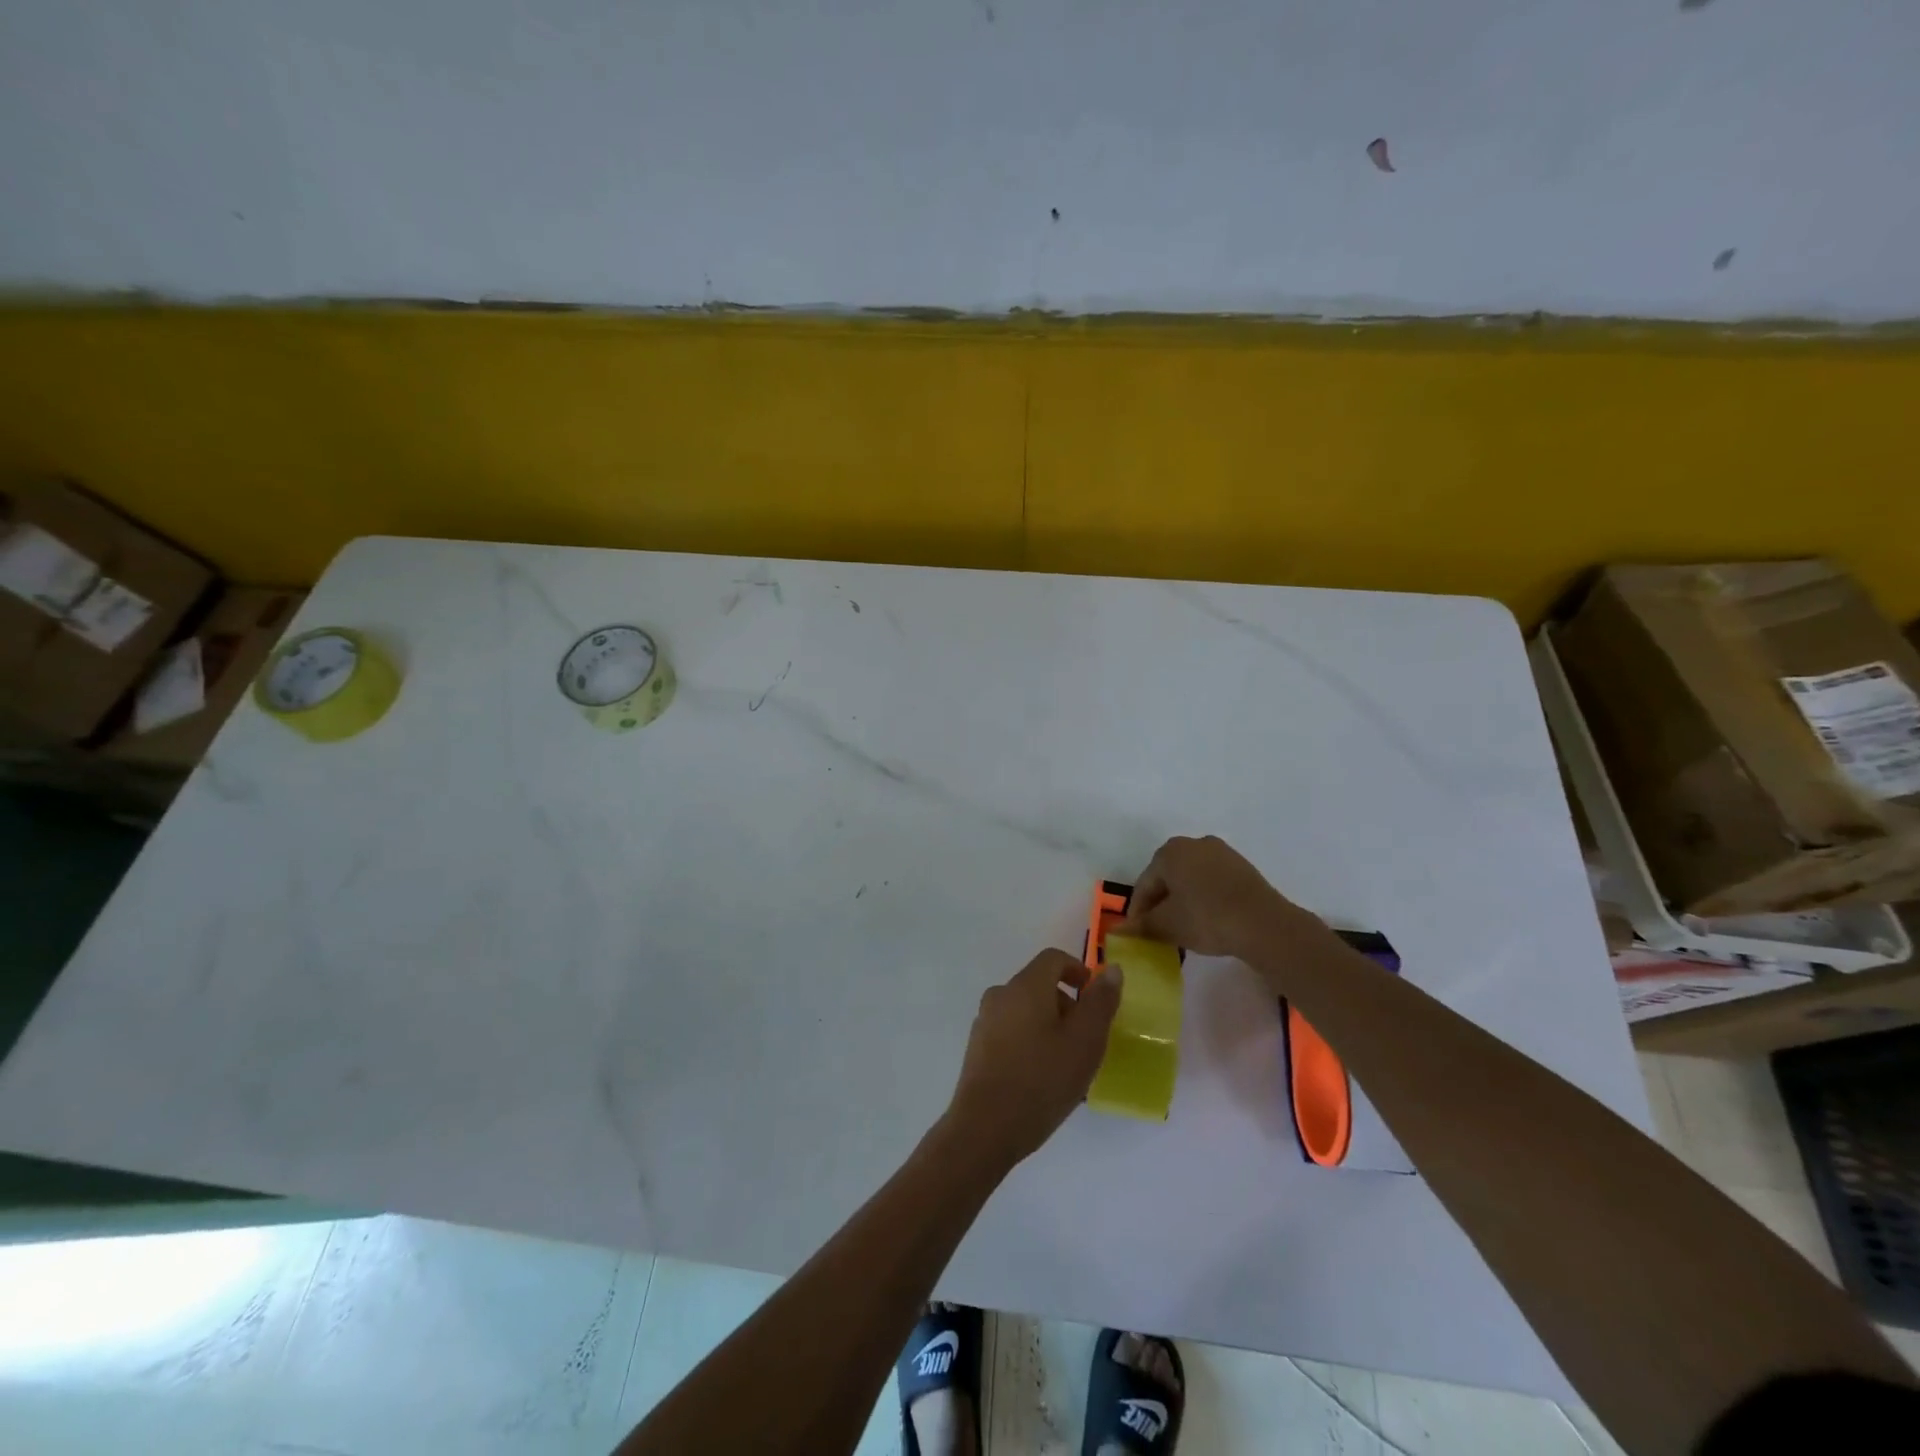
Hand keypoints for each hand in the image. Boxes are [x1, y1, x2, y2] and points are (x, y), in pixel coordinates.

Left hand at [944, 949, 1121, 1167]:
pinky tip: (1041, 1077)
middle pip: (1038, 984)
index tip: (1095, 998)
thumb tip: (1110, 969)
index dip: (1078, 971)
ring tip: (1067, 1063)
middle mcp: (1000, 995)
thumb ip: (1100, 1002)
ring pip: (1025, 1009)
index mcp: (1025, 986)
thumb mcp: (1085, 1042)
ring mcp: (984, 1022)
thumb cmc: (1042, 1080)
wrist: (985, 1128)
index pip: (1053, 959)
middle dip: (1066, 1003)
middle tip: (1087, 1038)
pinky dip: (1030, 1040)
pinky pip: (1011, 1031)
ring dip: (1049, 1024)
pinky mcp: (977, 1048)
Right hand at [1120, 834, 1327, 961]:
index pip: (1144, 884)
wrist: (1264, 924)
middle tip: (1159, 930)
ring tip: (1183, 928)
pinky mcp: (1242, 867)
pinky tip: (1208, 920)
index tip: (1138, 933)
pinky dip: (1204, 898)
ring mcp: (1221, 852)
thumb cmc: (1207, 918)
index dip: (1138, 911)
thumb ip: (1142, 926)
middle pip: (1167, 877)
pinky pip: (1212, 881)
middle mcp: (1194, 843)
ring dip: (1183, 901)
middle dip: (1161, 903)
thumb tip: (1118, 931)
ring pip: (1191, 879)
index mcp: (1169, 852)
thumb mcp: (1168, 925)